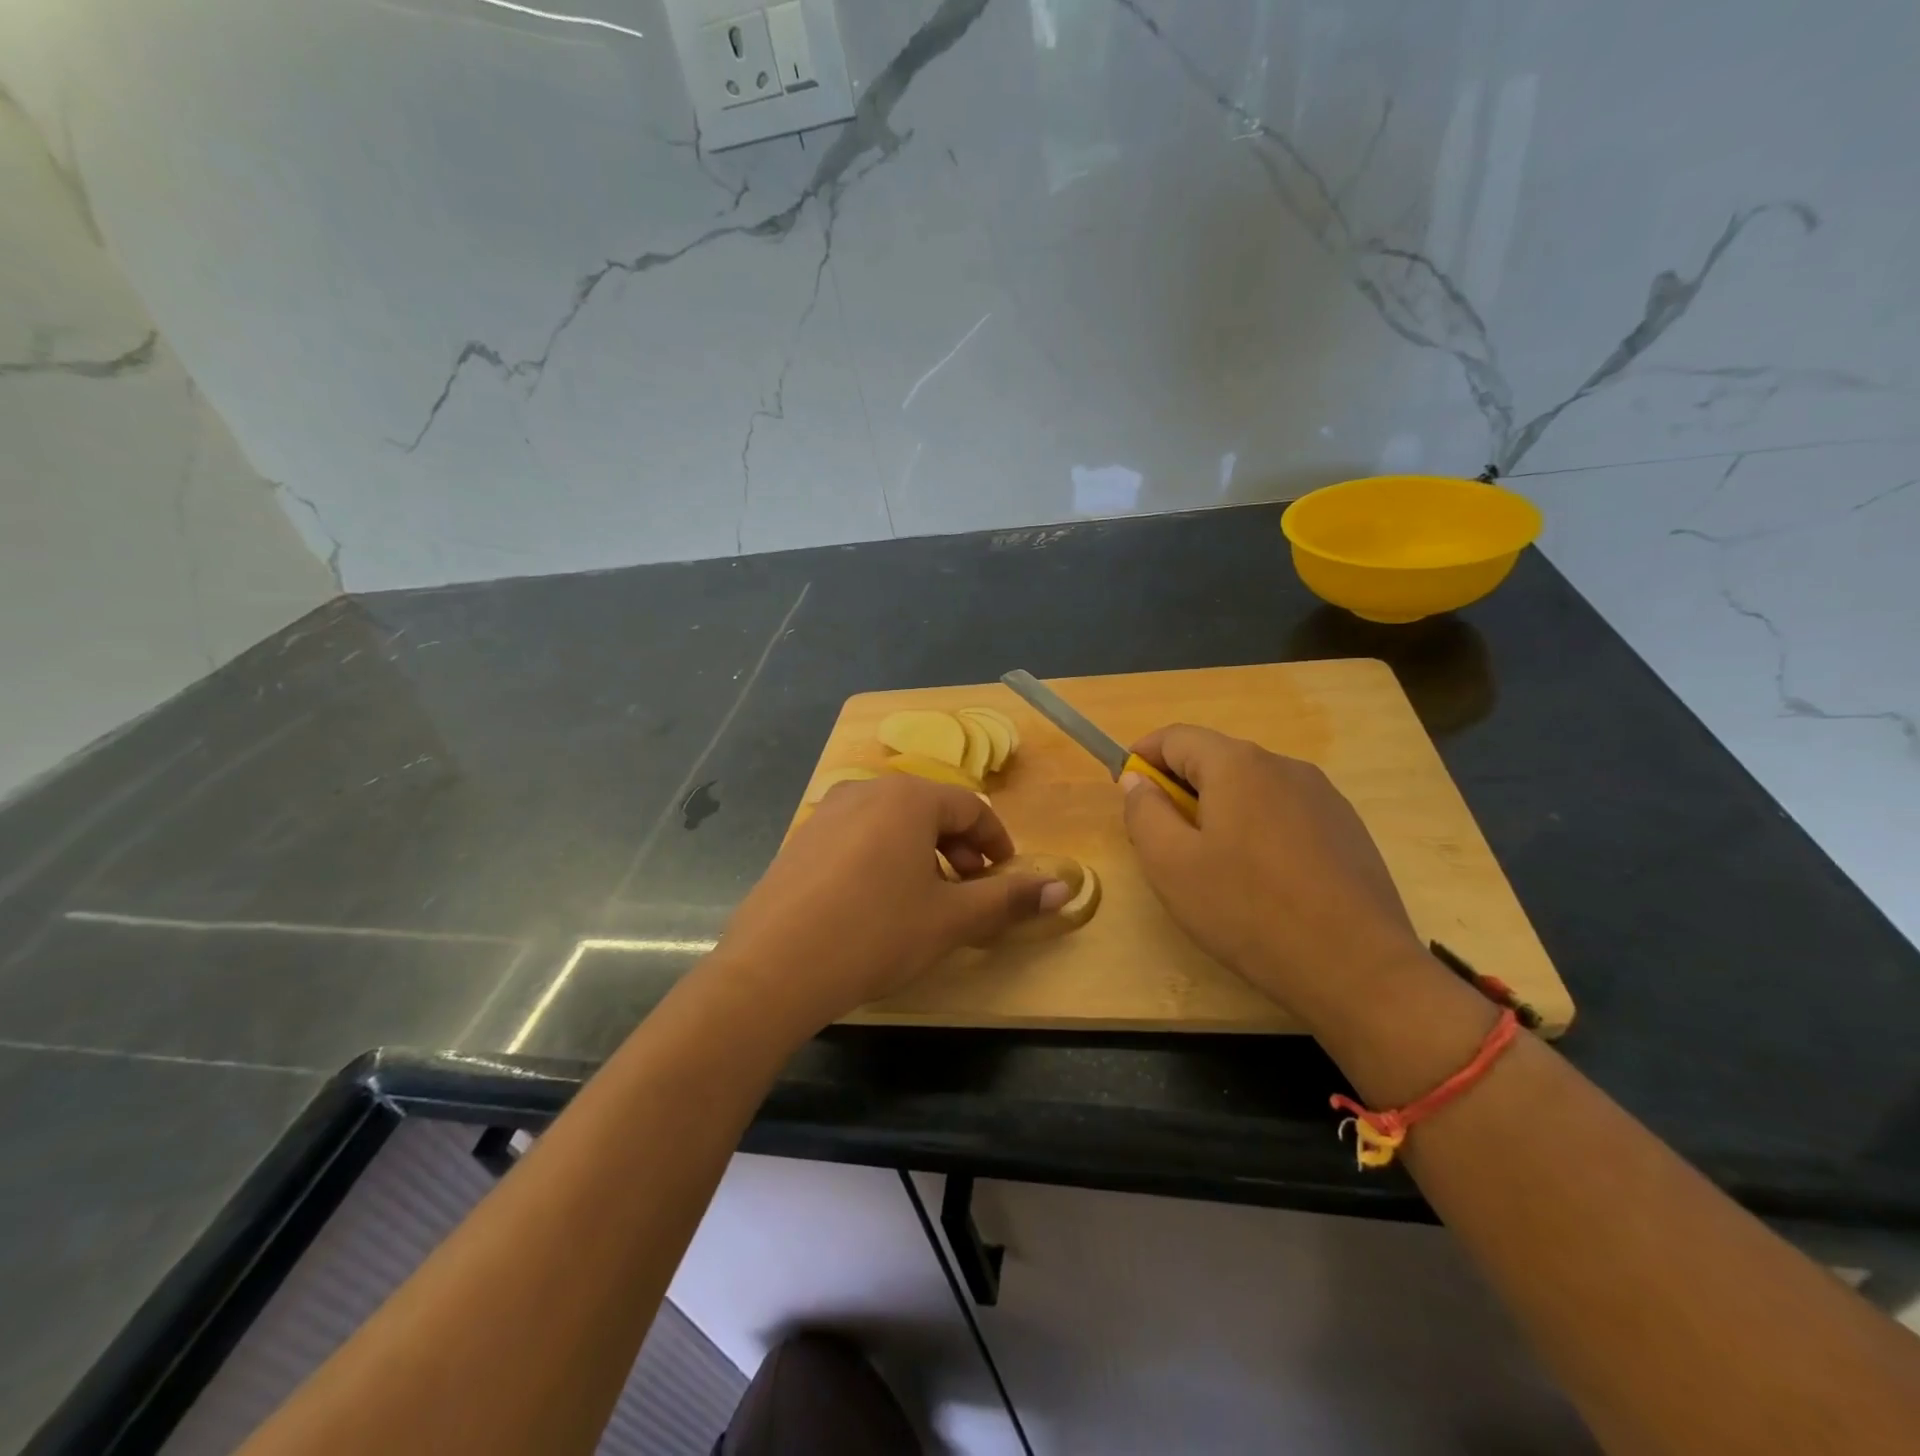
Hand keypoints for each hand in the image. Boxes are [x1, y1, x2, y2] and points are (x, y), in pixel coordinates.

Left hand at [717, 775, 1069, 1028]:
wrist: (772, 969)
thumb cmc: (875, 934)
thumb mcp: (951, 919)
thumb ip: (1008, 899)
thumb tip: (1063, 888)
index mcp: (908, 798)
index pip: (971, 807)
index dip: (997, 843)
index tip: (1006, 878)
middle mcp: (866, 791)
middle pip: (930, 810)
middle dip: (960, 849)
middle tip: (972, 892)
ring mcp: (826, 813)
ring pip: (893, 824)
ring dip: (922, 855)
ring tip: (927, 900)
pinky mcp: (801, 841)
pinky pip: (858, 838)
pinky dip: (884, 860)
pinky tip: (878, 904)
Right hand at [1121, 724, 1429, 1033]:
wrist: (1359, 969)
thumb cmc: (1248, 911)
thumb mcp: (1170, 864)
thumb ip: (1143, 812)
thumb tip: (1137, 781)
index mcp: (1238, 765)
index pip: (1175, 737)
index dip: (1142, 757)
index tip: (1125, 789)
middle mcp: (1284, 766)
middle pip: (1215, 760)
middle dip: (1180, 789)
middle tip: (1164, 840)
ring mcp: (1323, 796)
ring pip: (1251, 788)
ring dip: (1219, 810)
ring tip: (1212, 867)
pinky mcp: (1347, 828)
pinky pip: (1285, 813)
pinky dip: (1257, 829)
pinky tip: (1262, 881)